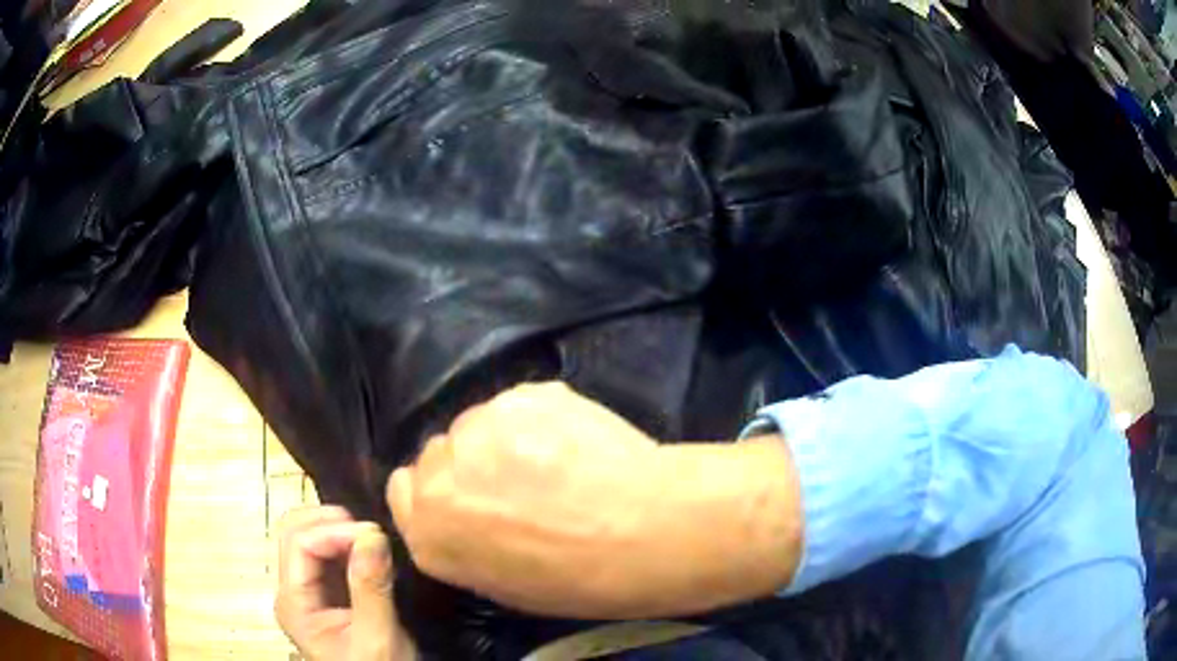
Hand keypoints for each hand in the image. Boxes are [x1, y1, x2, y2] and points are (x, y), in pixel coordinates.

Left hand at [275, 506, 417, 660]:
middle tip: (372, 531)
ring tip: (374, 539)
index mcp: (294, 603)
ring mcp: (308, 591)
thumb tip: (373, 534)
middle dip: (330, 522)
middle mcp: (293, 591)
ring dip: (338, 530)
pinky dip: (347, 543)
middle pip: (293, 532)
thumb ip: (371, 588)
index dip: (333, 531)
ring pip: (308, 538)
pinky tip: (370, 551)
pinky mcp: (327, 594)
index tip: (375, 535)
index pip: (299, 544)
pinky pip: (328, 555)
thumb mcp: (377, 637)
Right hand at [388, 382, 802, 619]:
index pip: (403, 490)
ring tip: (556, 460)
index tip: (466, 495)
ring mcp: (477, 429)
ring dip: (503, 438)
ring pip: (477, 424)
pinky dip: (540, 418)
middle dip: (468, 465)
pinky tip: (576, 441)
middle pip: (437, 453)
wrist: (647, 531)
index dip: (437, 492)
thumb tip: (468, 514)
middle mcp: (436, 477)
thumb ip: (464, 543)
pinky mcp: (520, 395)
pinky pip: (518, 404)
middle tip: (518, 480)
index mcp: (429, 534)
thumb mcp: (505, 583)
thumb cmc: (581, 579)